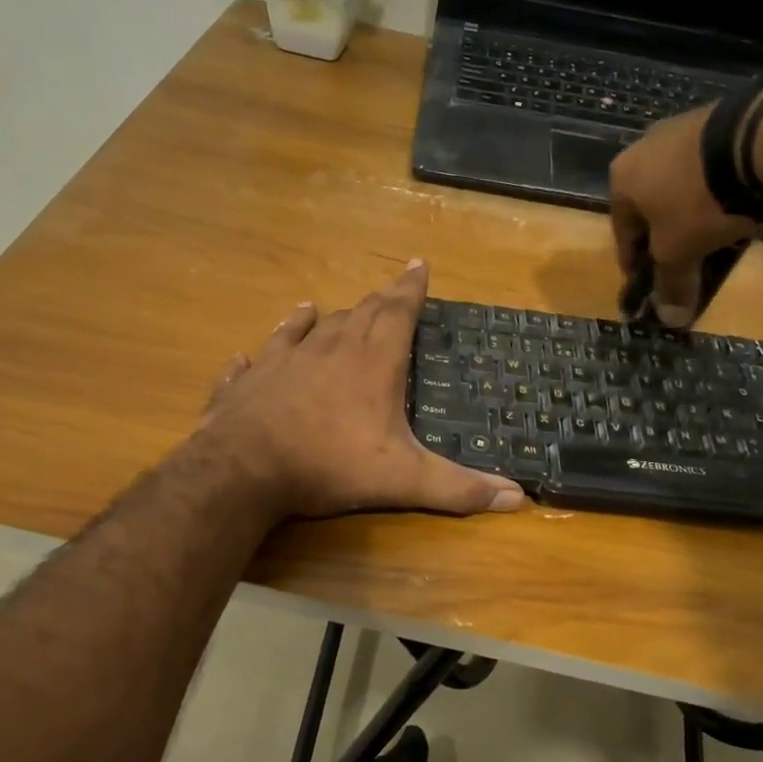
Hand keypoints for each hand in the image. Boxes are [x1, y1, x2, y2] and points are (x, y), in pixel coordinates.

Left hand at [201, 261, 525, 519]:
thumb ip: (457, 488)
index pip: (398, 313)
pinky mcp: (249, 381)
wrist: (244, 468)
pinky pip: (256, 360)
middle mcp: (328, 350)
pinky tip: (247, 355)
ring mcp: (283, 361)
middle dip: (377, 301)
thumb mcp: (402, 480)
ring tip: (322, 307)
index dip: (411, 289)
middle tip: (387, 290)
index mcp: (371, 363)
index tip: (418, 264)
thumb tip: (517, 497)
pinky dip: (259, 354)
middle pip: (357, 314)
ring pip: (307, 329)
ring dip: (320, 319)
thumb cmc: (329, 466)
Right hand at [609, 106, 757, 325]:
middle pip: (650, 206)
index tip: (648, 283)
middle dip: (664, 235)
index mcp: (621, 178)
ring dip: (690, 211)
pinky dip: (715, 189)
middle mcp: (643, 147)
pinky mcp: (719, 119)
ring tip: (713, 235)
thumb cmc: (698, 203)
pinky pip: (709, 167)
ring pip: (679, 185)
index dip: (635, 263)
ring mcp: (681, 128)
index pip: (622, 232)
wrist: (758, 142)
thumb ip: (670, 284)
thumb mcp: (680, 252)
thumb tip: (669, 319)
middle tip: (682, 260)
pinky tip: (734, 204)